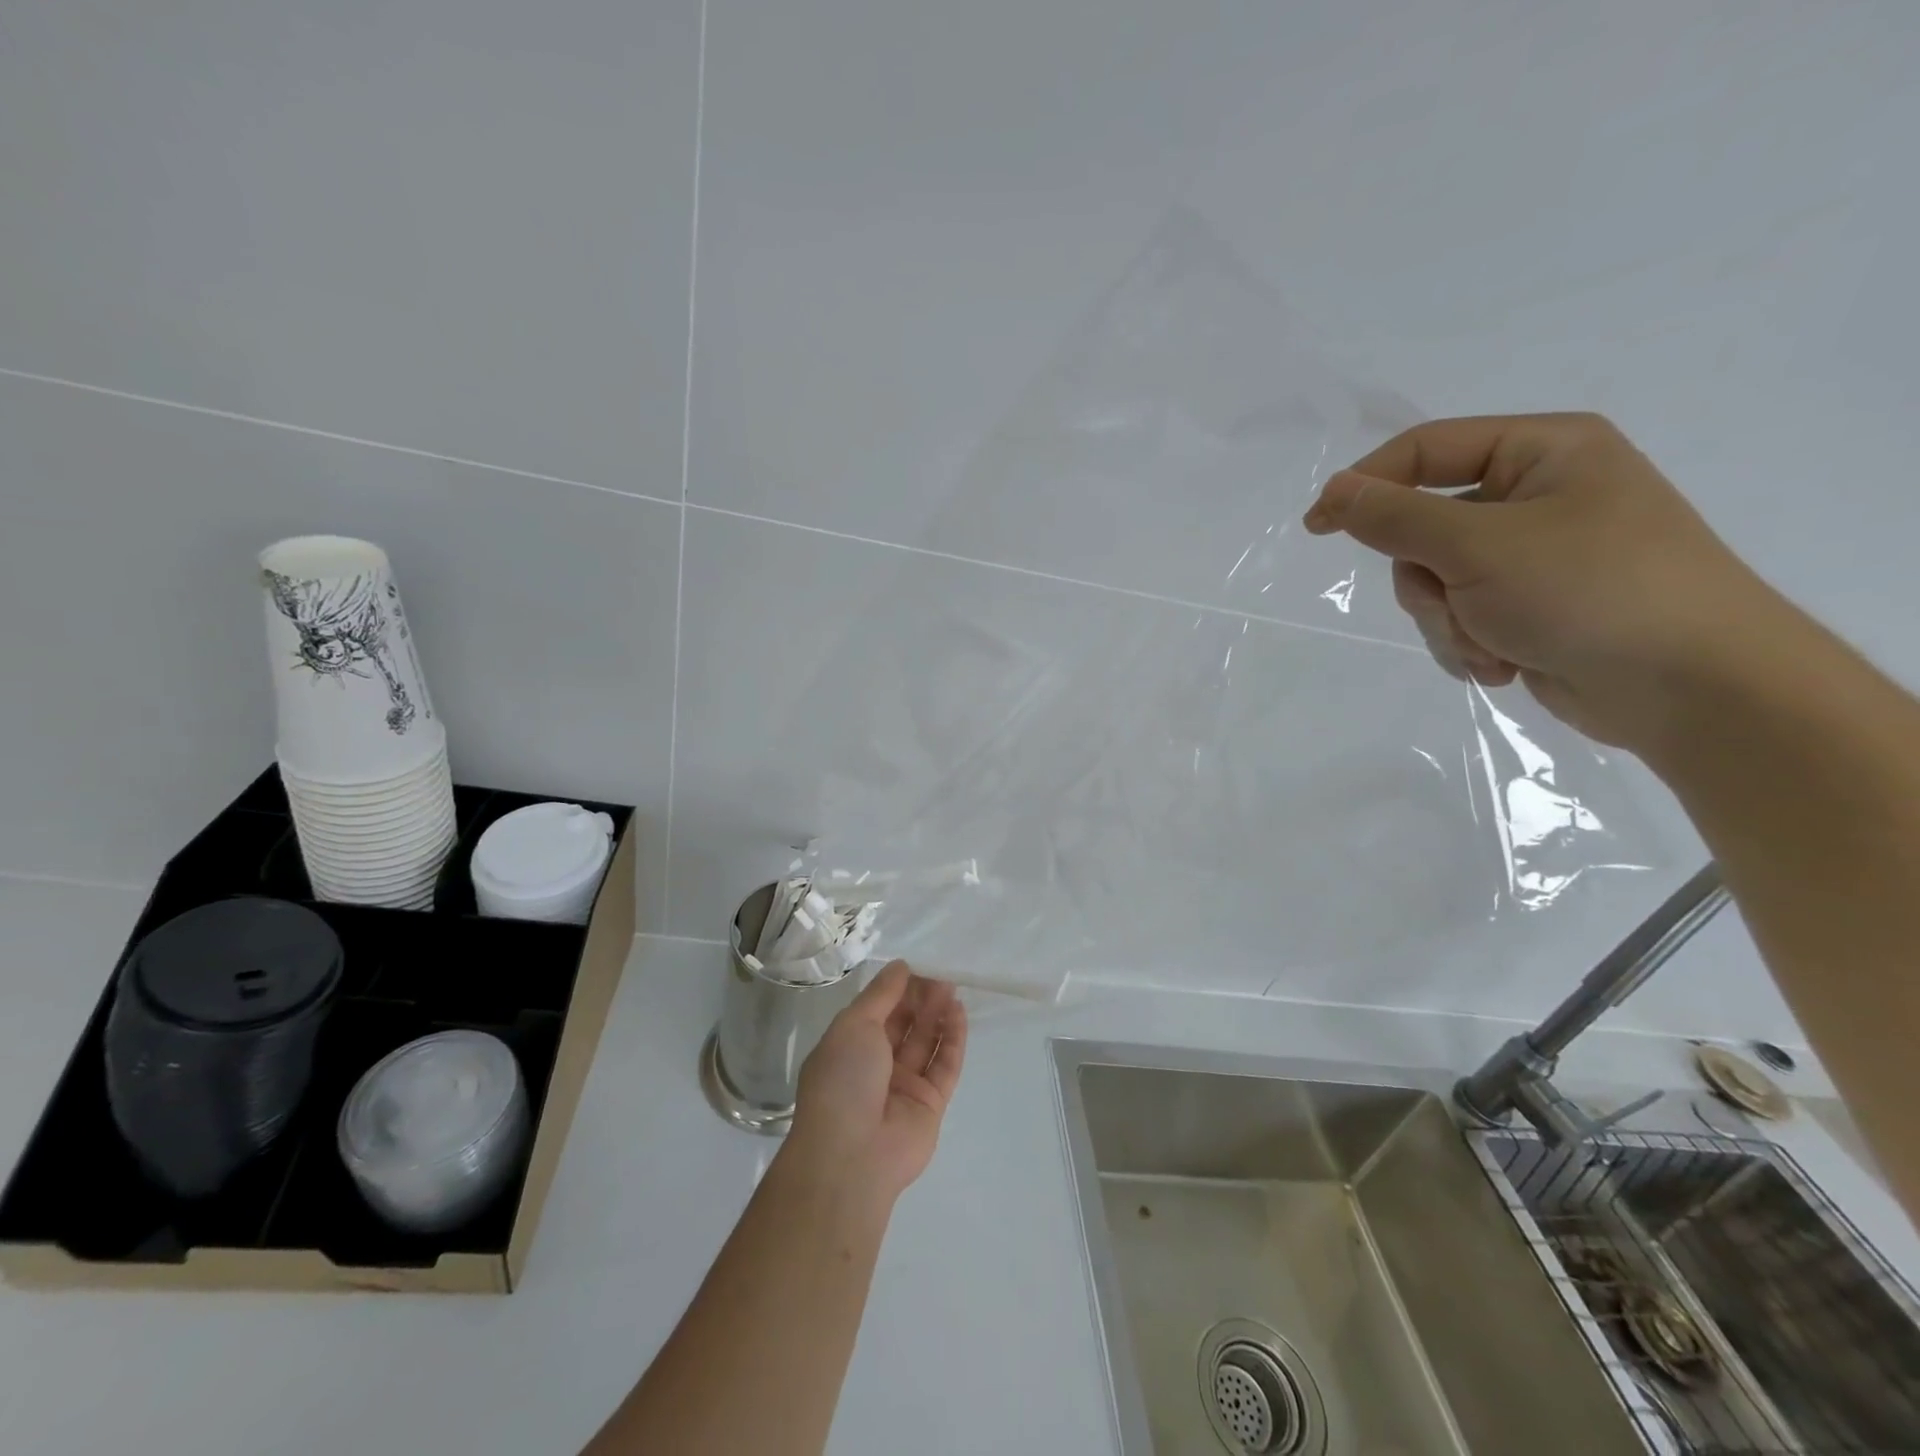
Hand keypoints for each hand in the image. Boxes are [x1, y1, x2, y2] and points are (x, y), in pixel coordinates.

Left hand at [786, 961, 967, 1202]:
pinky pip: (945, 1065)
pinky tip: (959, 1012)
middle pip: (904, 1024)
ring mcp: (904, 1086)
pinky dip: (953, 1039)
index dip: (896, 988)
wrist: (853, 1155)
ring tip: (951, 988)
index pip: (877, 1010)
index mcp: (850, 1046)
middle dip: (921, 998)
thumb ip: (881, 994)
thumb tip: (901, 966)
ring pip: (926, 1042)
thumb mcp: (854, 1024)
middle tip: (940, 976)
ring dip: (938, 1014)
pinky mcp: (931, 1104)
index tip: (916, 967)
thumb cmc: (843, 1080)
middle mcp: (876, 1065)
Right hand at [1302, 412, 1791, 750]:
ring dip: (1449, 622)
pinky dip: (1470, 644)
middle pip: (1423, 528)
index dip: (1365, 485)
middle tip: (1456, 603)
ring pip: (1435, 582)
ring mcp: (1534, 556)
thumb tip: (1334, 491)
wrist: (1694, 687)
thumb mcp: (1479, 546)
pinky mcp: (1530, 607)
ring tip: (1496, 644)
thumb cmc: (1592, 590)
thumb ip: (1396, 517)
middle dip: (1427, 580)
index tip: (1316, 527)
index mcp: (1543, 452)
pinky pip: (1460, 618)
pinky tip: (1507, 662)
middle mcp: (1537, 496)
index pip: (1425, 451)